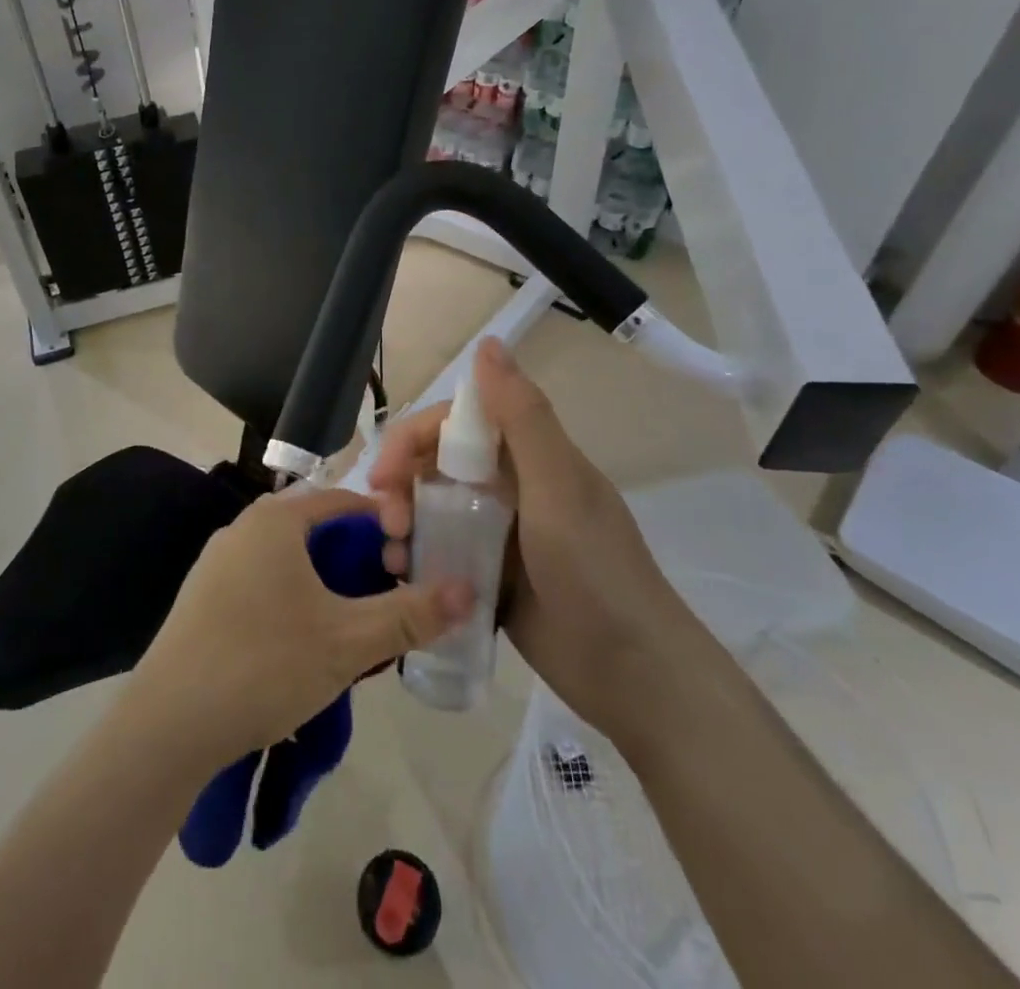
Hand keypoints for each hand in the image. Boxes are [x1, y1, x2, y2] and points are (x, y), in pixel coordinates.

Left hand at [128, 489, 473, 768]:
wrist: (168, 724)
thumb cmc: (265, 664)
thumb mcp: (348, 642)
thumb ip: (410, 614)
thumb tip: (468, 589)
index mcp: (276, 519)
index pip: (346, 501)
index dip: (386, 525)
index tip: (413, 562)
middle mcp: (244, 527)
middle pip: (317, 529)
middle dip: (357, 559)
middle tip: (387, 598)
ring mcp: (217, 561)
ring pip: (289, 558)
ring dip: (326, 582)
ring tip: (352, 625)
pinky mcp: (203, 596)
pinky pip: (262, 581)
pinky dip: (293, 598)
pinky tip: (302, 643)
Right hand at [369, 338, 684, 723]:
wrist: (634, 676)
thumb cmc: (594, 572)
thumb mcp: (558, 487)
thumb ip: (522, 416)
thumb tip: (488, 342)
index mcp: (528, 457)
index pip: (456, 423)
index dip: (414, 438)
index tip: (385, 474)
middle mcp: (511, 487)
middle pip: (437, 465)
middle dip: (401, 484)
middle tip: (386, 522)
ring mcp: (500, 533)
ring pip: (434, 509)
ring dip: (405, 523)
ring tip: (394, 559)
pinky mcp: (491, 576)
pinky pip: (443, 552)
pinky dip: (419, 558)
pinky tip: (406, 578)